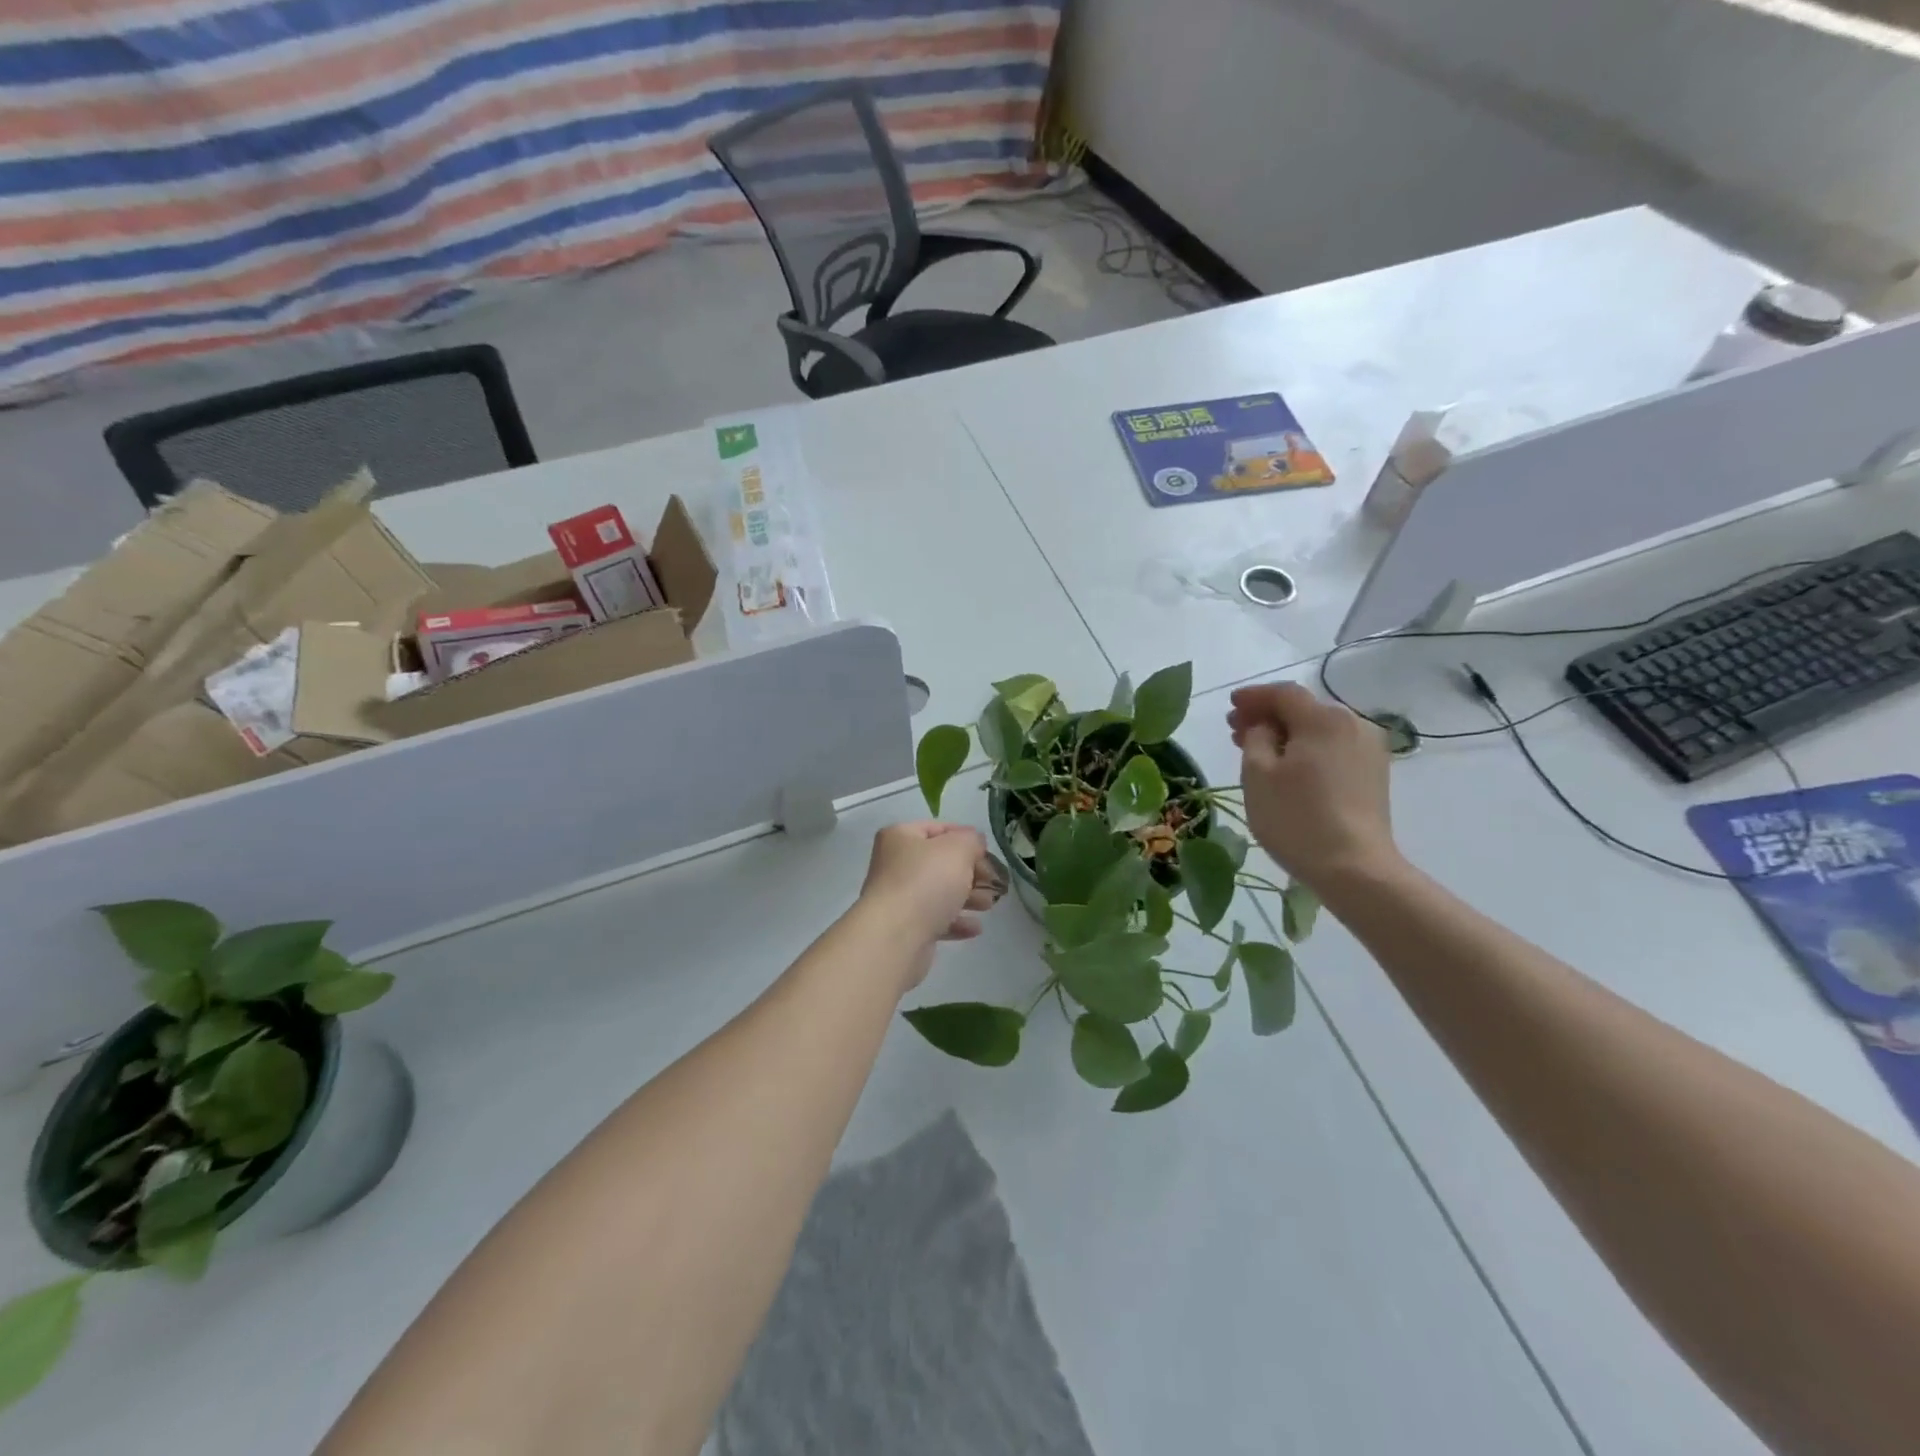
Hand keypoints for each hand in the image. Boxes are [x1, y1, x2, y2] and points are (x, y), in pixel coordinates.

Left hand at [858, 823, 1004, 981]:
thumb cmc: (927, 882)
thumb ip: (972, 840)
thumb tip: (974, 842)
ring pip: (940, 892)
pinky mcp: (905, 927)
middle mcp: (895, 864)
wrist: (896, 936)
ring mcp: (898, 897)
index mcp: (900, 837)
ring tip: (988, 905)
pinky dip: (956, 921)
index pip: (938, 828)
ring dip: (967, 897)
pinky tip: (975, 928)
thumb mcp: (958, 849)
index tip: (988, 852)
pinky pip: (936, 919)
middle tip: (994, 882)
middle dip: (971, 872)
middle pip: (941, 862)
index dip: (966, 837)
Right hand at [1227, 683, 1400, 889]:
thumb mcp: (1257, 774)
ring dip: (1287, 735)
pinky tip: (1289, 768)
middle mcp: (1353, 725)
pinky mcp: (1374, 774)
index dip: (1254, 696)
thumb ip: (1255, 738)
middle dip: (1268, 716)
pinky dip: (1307, 750)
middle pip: (1303, 710)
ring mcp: (1369, 750)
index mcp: (1323, 719)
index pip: (1284, 694)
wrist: (1354, 868)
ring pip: (1319, 730)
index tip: (1230, 706)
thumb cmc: (1296, 817)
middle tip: (1236, 731)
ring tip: (1259, 751)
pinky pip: (1333, 749)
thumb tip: (1264, 727)